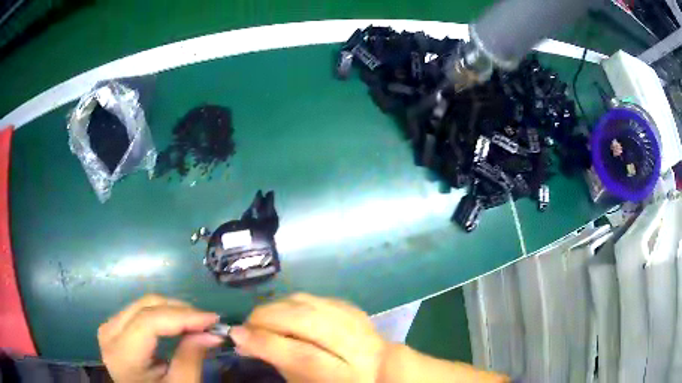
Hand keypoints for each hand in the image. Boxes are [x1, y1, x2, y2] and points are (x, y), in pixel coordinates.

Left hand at [98, 294, 222, 382]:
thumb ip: (191, 359)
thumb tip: (212, 334)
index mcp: (122, 355)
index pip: (149, 322)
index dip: (182, 316)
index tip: (212, 319)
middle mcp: (109, 333)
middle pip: (145, 307)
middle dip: (180, 310)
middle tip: (208, 322)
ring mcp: (110, 327)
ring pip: (143, 304)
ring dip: (173, 310)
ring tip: (197, 323)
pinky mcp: (115, 325)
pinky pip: (140, 310)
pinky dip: (163, 314)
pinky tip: (179, 323)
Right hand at [229, 293, 385, 382]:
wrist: (377, 368)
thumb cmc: (335, 382)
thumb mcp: (305, 382)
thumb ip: (278, 361)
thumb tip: (243, 338)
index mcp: (348, 374)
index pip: (304, 356)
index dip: (266, 343)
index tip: (236, 335)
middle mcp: (359, 345)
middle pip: (307, 321)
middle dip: (268, 318)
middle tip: (247, 324)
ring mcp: (359, 322)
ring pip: (309, 303)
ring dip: (277, 307)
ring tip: (261, 318)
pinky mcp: (353, 307)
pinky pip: (315, 298)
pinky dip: (292, 303)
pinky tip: (282, 313)